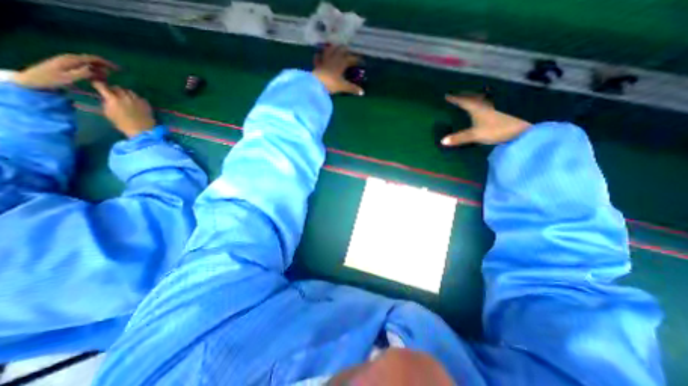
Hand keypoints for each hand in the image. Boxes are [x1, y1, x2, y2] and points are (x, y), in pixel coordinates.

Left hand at [12, 53, 117, 88]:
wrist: (32, 80)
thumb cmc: (50, 80)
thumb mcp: (68, 77)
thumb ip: (82, 73)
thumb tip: (96, 70)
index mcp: (71, 60)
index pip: (93, 58)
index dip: (107, 63)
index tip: (119, 69)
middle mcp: (70, 59)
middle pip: (92, 61)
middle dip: (105, 68)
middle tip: (114, 77)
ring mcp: (68, 62)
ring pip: (89, 65)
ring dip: (99, 71)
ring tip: (106, 81)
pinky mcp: (68, 67)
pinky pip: (85, 68)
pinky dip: (94, 73)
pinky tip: (97, 79)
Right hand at [93, 80, 156, 136]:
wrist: (142, 130)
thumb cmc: (123, 124)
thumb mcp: (108, 113)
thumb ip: (106, 103)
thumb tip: (106, 98)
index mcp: (113, 99)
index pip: (102, 87)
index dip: (98, 85)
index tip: (97, 85)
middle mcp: (126, 97)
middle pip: (118, 88)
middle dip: (113, 89)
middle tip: (113, 92)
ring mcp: (137, 100)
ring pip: (130, 91)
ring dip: (126, 93)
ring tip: (125, 97)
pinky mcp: (146, 104)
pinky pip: (140, 97)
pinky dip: (136, 98)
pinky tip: (135, 102)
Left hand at [315, 44, 365, 94]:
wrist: (316, 84)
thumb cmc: (331, 84)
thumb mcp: (343, 86)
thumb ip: (352, 88)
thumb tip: (363, 93)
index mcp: (341, 62)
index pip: (351, 59)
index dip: (357, 60)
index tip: (361, 62)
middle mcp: (333, 58)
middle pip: (340, 50)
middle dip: (345, 50)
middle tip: (348, 51)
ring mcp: (324, 60)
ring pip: (329, 50)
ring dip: (333, 48)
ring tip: (335, 47)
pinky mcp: (317, 64)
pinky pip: (318, 57)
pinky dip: (319, 55)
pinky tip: (319, 54)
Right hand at [440, 94, 530, 145]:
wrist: (525, 128)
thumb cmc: (498, 129)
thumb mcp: (476, 134)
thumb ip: (459, 138)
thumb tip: (442, 141)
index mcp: (477, 107)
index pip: (463, 101)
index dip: (454, 98)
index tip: (447, 95)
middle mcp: (486, 102)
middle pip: (472, 97)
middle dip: (463, 95)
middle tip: (457, 94)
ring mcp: (496, 104)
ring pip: (482, 98)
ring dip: (474, 97)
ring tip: (470, 97)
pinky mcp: (504, 108)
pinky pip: (489, 102)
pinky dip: (484, 101)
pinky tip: (485, 104)